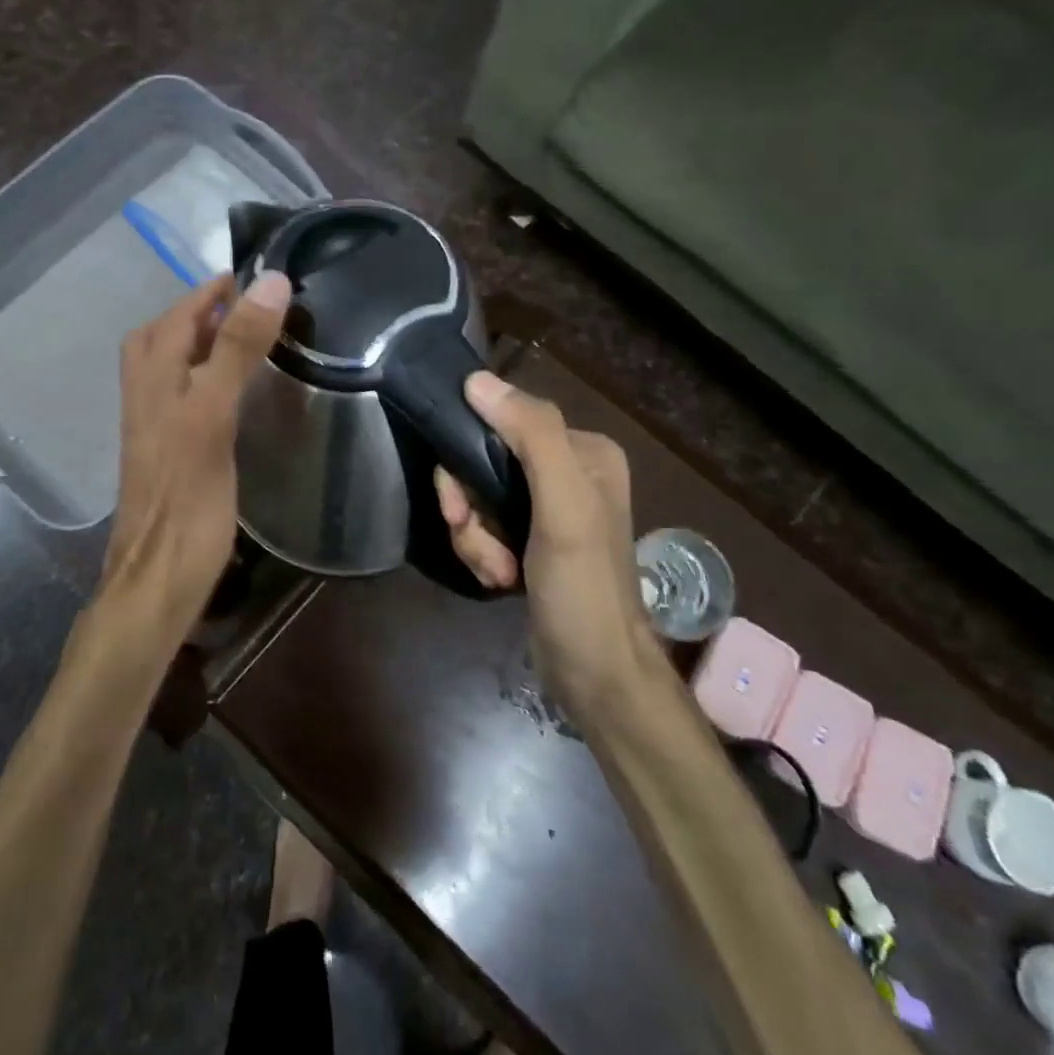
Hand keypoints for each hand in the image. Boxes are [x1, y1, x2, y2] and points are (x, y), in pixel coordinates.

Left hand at [91, 270, 290, 655]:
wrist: (159, 576)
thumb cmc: (188, 496)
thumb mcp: (213, 413)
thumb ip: (236, 349)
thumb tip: (267, 283)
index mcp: (153, 378)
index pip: (178, 315)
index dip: (210, 291)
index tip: (249, 274)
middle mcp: (145, 396)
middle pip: (161, 337)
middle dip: (196, 313)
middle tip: (242, 306)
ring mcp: (153, 427)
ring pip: (168, 369)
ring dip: (197, 344)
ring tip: (240, 339)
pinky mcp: (167, 455)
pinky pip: (181, 398)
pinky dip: (203, 379)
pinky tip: (229, 394)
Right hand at [435, 373, 647, 705]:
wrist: (595, 673)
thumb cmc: (583, 586)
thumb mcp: (563, 506)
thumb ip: (530, 436)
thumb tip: (476, 380)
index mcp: (583, 451)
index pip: (501, 424)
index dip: (467, 461)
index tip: (458, 503)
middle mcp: (567, 472)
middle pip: (484, 465)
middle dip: (469, 510)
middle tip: (474, 540)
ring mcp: (547, 510)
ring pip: (478, 500)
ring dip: (474, 538)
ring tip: (496, 571)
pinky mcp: (531, 542)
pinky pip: (485, 527)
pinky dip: (482, 554)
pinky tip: (500, 581)